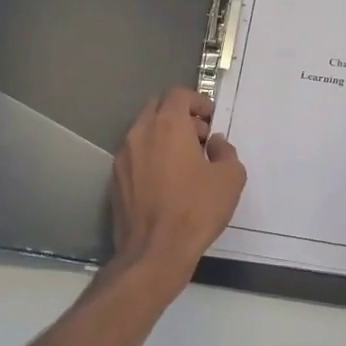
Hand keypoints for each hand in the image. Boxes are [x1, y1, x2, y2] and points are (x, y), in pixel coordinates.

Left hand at [110, 88, 246, 277]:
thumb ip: (226, 152)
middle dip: (179, 116)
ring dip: (163, 137)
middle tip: (199, 138)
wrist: (154, 252)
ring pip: (143, 132)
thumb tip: (215, 144)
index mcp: (167, 125)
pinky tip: (166, 182)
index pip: (178, 94)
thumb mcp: (230, 178)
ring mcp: (123, 157)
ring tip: (184, 163)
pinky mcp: (115, 179)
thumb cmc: (196, 210)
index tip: (211, 119)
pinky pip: (135, 155)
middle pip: (157, 108)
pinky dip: (150, 157)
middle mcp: (140, 133)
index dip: (198, 102)